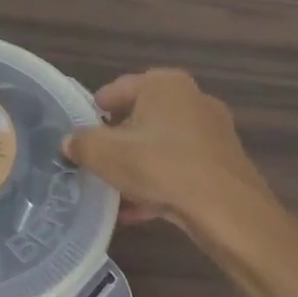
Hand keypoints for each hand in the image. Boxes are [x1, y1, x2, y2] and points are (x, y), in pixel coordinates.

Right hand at [63, 70, 297, 257]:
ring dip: (137, 164)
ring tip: (113, 189)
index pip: (118, 89)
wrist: (228, 211)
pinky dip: (159, 182)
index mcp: (164, 84)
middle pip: (141, 116)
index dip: (94, 110)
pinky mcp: (223, 163)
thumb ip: (81, 144)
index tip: (80, 131)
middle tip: (95, 160)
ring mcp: (213, 131)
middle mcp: (192, 98)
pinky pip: (180, 167)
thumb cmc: (161, 166)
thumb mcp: (105, 154)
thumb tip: (69, 142)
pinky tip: (137, 211)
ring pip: (161, 145)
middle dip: (117, 140)